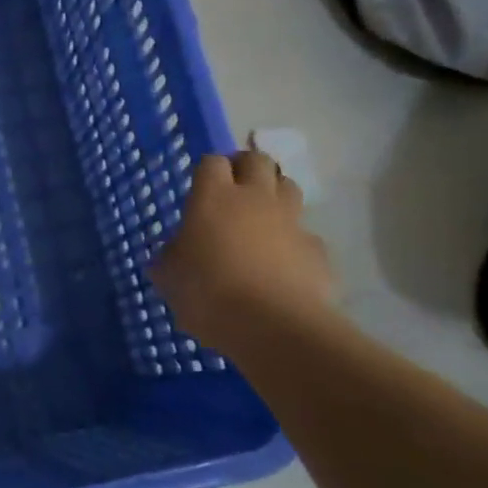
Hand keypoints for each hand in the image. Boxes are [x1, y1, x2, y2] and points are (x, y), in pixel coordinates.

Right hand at [152, 149, 334, 348]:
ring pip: (289, 188)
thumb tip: (171, 253)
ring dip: (275, 195)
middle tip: (234, 189)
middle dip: (246, 168)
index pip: (212, 162)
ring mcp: (291, 222)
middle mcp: (255, 199)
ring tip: (261, 219)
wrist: (274, 327)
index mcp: (213, 198)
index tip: (201, 186)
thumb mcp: (170, 278)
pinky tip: (284, 264)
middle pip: (257, 161)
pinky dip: (295, 242)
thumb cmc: (208, 294)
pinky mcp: (317, 250)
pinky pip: (306, 235)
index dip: (207, 170)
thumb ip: (170, 258)